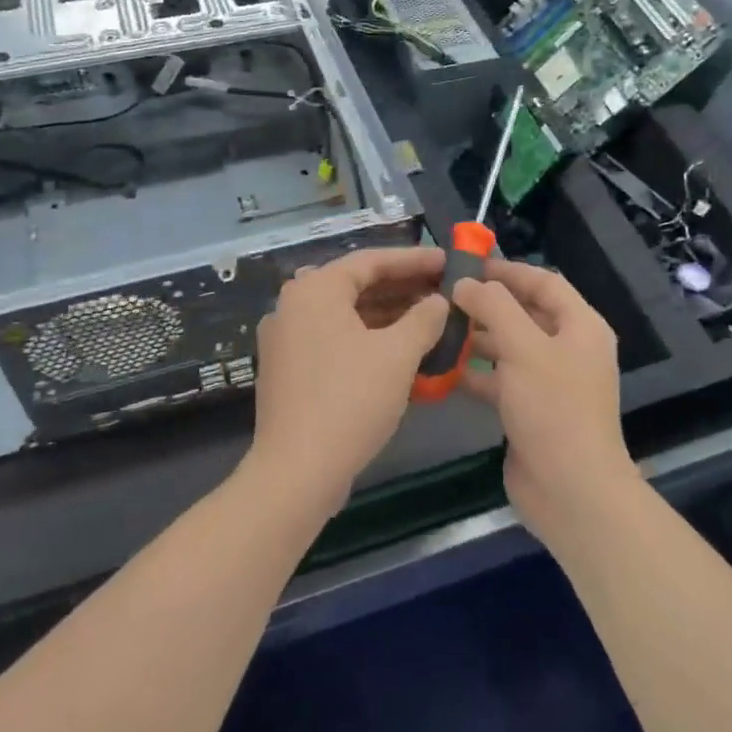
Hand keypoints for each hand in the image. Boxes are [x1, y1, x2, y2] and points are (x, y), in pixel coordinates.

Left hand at [250, 246, 450, 512]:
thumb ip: (424, 319)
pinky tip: (399, 350)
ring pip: (345, 314)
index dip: (413, 260)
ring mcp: (286, 338)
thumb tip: (438, 302)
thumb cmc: (350, 400)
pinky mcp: (288, 369)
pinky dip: (367, 338)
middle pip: (356, 285)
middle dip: (401, 287)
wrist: (297, 470)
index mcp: (315, 290)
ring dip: (387, 314)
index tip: (446, 261)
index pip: (370, 261)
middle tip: (441, 289)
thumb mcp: (397, 355)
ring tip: (429, 318)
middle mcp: (294, 306)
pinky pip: (334, 339)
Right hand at [454, 260, 636, 542]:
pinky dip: (476, 374)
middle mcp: (569, 349)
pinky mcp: (532, 411)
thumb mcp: (523, 348)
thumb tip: (466, 284)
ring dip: (478, 338)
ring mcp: (551, 382)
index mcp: (580, 327)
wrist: (571, 491)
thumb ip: (494, 307)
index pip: (544, 282)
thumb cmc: (553, 408)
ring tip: (438, 328)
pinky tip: (443, 370)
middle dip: (487, 304)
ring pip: (510, 347)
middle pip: (526, 313)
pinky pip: (501, 380)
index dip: (508, 271)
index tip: (468, 265)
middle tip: (444, 296)